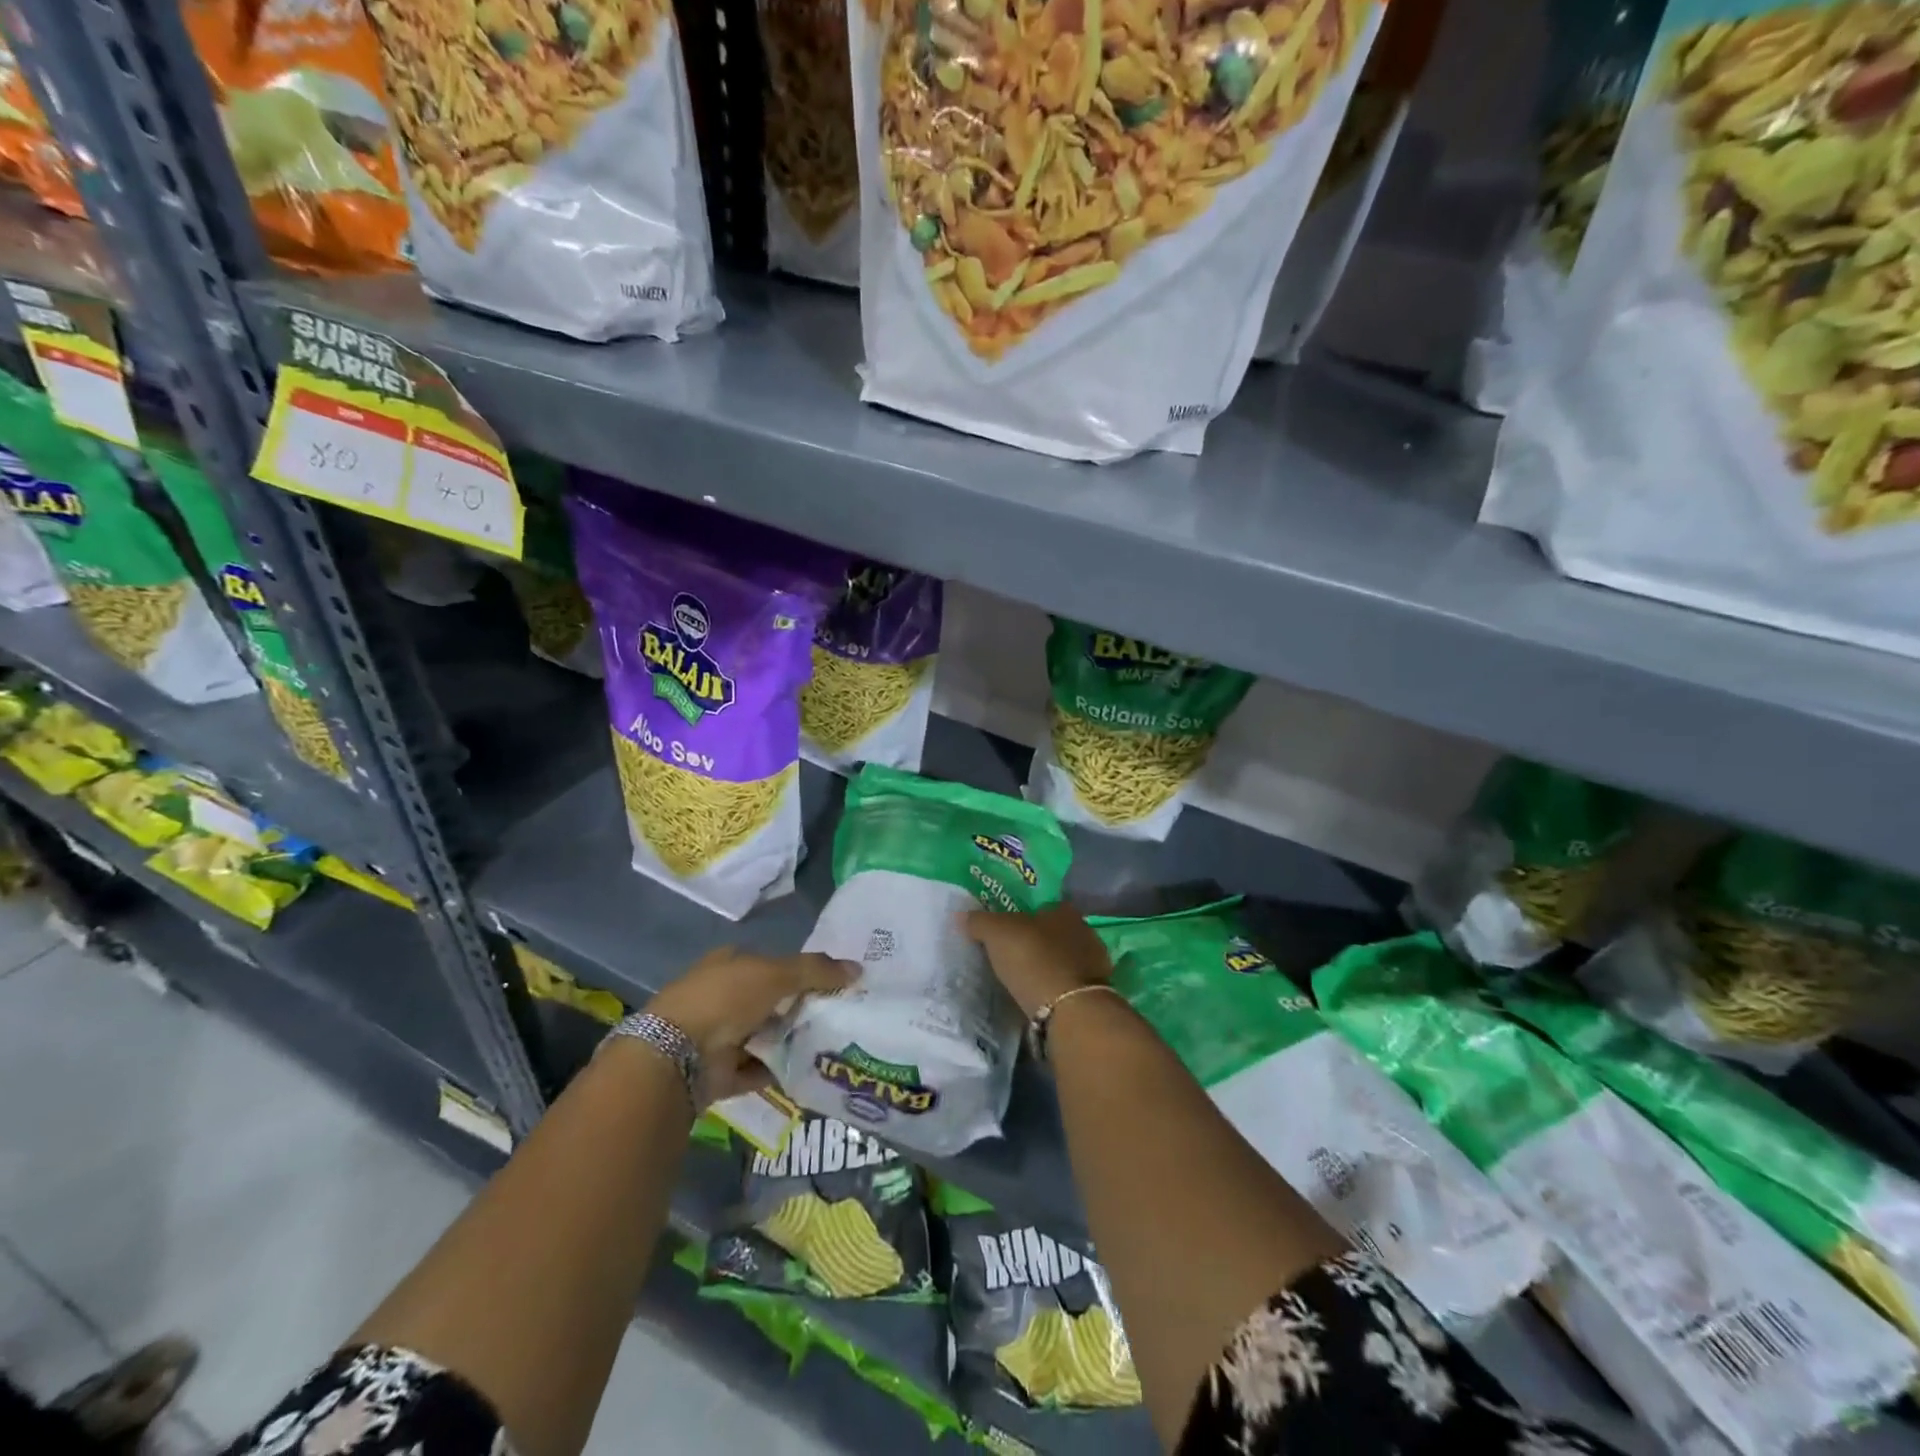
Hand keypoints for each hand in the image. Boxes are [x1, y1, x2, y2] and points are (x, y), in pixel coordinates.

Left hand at [648, 947, 855, 1104]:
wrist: (678, 1054)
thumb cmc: (726, 998)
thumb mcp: (776, 973)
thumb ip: (816, 970)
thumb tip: (858, 969)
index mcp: (730, 963)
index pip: (773, 963)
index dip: (803, 971)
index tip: (834, 982)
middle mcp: (724, 996)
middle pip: (771, 1001)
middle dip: (801, 1008)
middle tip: (840, 1015)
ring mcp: (720, 1035)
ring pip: (766, 1035)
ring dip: (792, 1040)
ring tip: (832, 1044)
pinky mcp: (721, 1072)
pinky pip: (759, 1069)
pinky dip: (780, 1071)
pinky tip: (810, 1071)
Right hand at [962, 902, 1112, 1019]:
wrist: (1069, 1010)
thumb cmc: (1033, 959)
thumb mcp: (996, 934)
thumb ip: (979, 921)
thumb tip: (960, 914)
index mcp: (1064, 911)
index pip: (1042, 907)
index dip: (1023, 917)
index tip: (1005, 932)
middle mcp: (1084, 932)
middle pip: (1054, 934)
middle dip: (1036, 943)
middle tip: (1010, 957)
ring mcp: (1093, 965)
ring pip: (1063, 961)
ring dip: (1046, 969)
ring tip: (1022, 982)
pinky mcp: (1093, 995)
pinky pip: (1067, 986)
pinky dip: (1054, 991)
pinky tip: (1038, 1000)